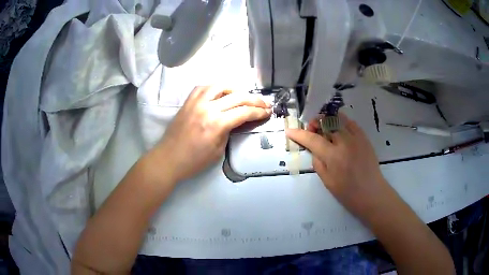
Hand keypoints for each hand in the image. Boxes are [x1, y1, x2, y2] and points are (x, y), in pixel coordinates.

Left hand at [155, 86, 270, 182]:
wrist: (168, 159)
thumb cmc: (194, 161)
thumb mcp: (218, 150)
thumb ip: (229, 132)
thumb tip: (237, 121)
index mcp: (217, 124)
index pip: (244, 112)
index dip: (259, 112)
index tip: (268, 112)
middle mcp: (208, 108)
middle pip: (237, 97)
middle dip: (255, 99)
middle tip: (264, 103)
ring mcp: (196, 102)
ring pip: (220, 86)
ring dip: (236, 88)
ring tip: (244, 95)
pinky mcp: (188, 101)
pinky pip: (203, 87)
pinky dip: (216, 87)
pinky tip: (221, 92)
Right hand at [286, 113, 396, 221]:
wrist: (372, 193)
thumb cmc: (348, 193)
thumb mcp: (327, 182)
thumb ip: (318, 163)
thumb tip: (314, 149)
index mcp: (333, 156)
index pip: (312, 139)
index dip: (299, 134)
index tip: (289, 130)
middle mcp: (344, 142)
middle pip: (325, 124)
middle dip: (314, 124)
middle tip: (311, 129)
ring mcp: (356, 138)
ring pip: (338, 119)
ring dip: (327, 120)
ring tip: (324, 125)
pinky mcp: (364, 138)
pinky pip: (351, 123)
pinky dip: (342, 120)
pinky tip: (339, 125)